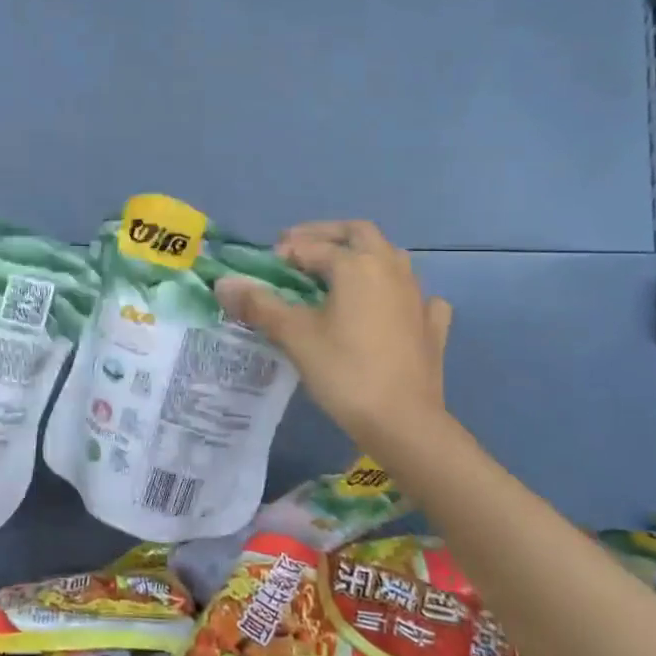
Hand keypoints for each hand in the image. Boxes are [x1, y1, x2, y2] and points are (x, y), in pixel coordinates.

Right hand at [214, 220, 453, 451]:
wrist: (403, 422)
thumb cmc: (344, 371)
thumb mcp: (294, 335)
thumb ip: (259, 304)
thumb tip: (223, 283)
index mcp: (356, 266)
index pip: (313, 246)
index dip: (285, 252)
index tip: (264, 266)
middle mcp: (390, 269)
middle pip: (360, 233)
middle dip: (327, 235)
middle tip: (299, 249)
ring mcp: (417, 296)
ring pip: (391, 258)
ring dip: (363, 256)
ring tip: (337, 274)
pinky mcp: (431, 325)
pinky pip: (417, 295)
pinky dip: (398, 292)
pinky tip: (389, 307)